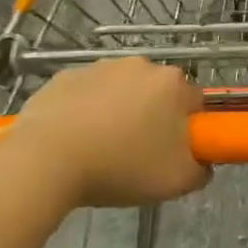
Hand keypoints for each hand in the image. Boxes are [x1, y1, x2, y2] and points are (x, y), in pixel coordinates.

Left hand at [0, 58, 209, 214]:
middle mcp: (141, 65)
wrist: (43, 161)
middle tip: (138, 154)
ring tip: (100, 150)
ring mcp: (100, 67)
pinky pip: (85, 94)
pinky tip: (73, 141)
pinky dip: (83, 112)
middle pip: (157, 93)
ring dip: (117, 112)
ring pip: (120, 91)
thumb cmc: (120, 166)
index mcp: (173, 84)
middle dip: (152, 117)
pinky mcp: (64, 77)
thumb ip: (201, 170)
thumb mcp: (176, 182)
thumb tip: (203, 163)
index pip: (195, 103)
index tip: (174, 152)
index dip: (188, 129)